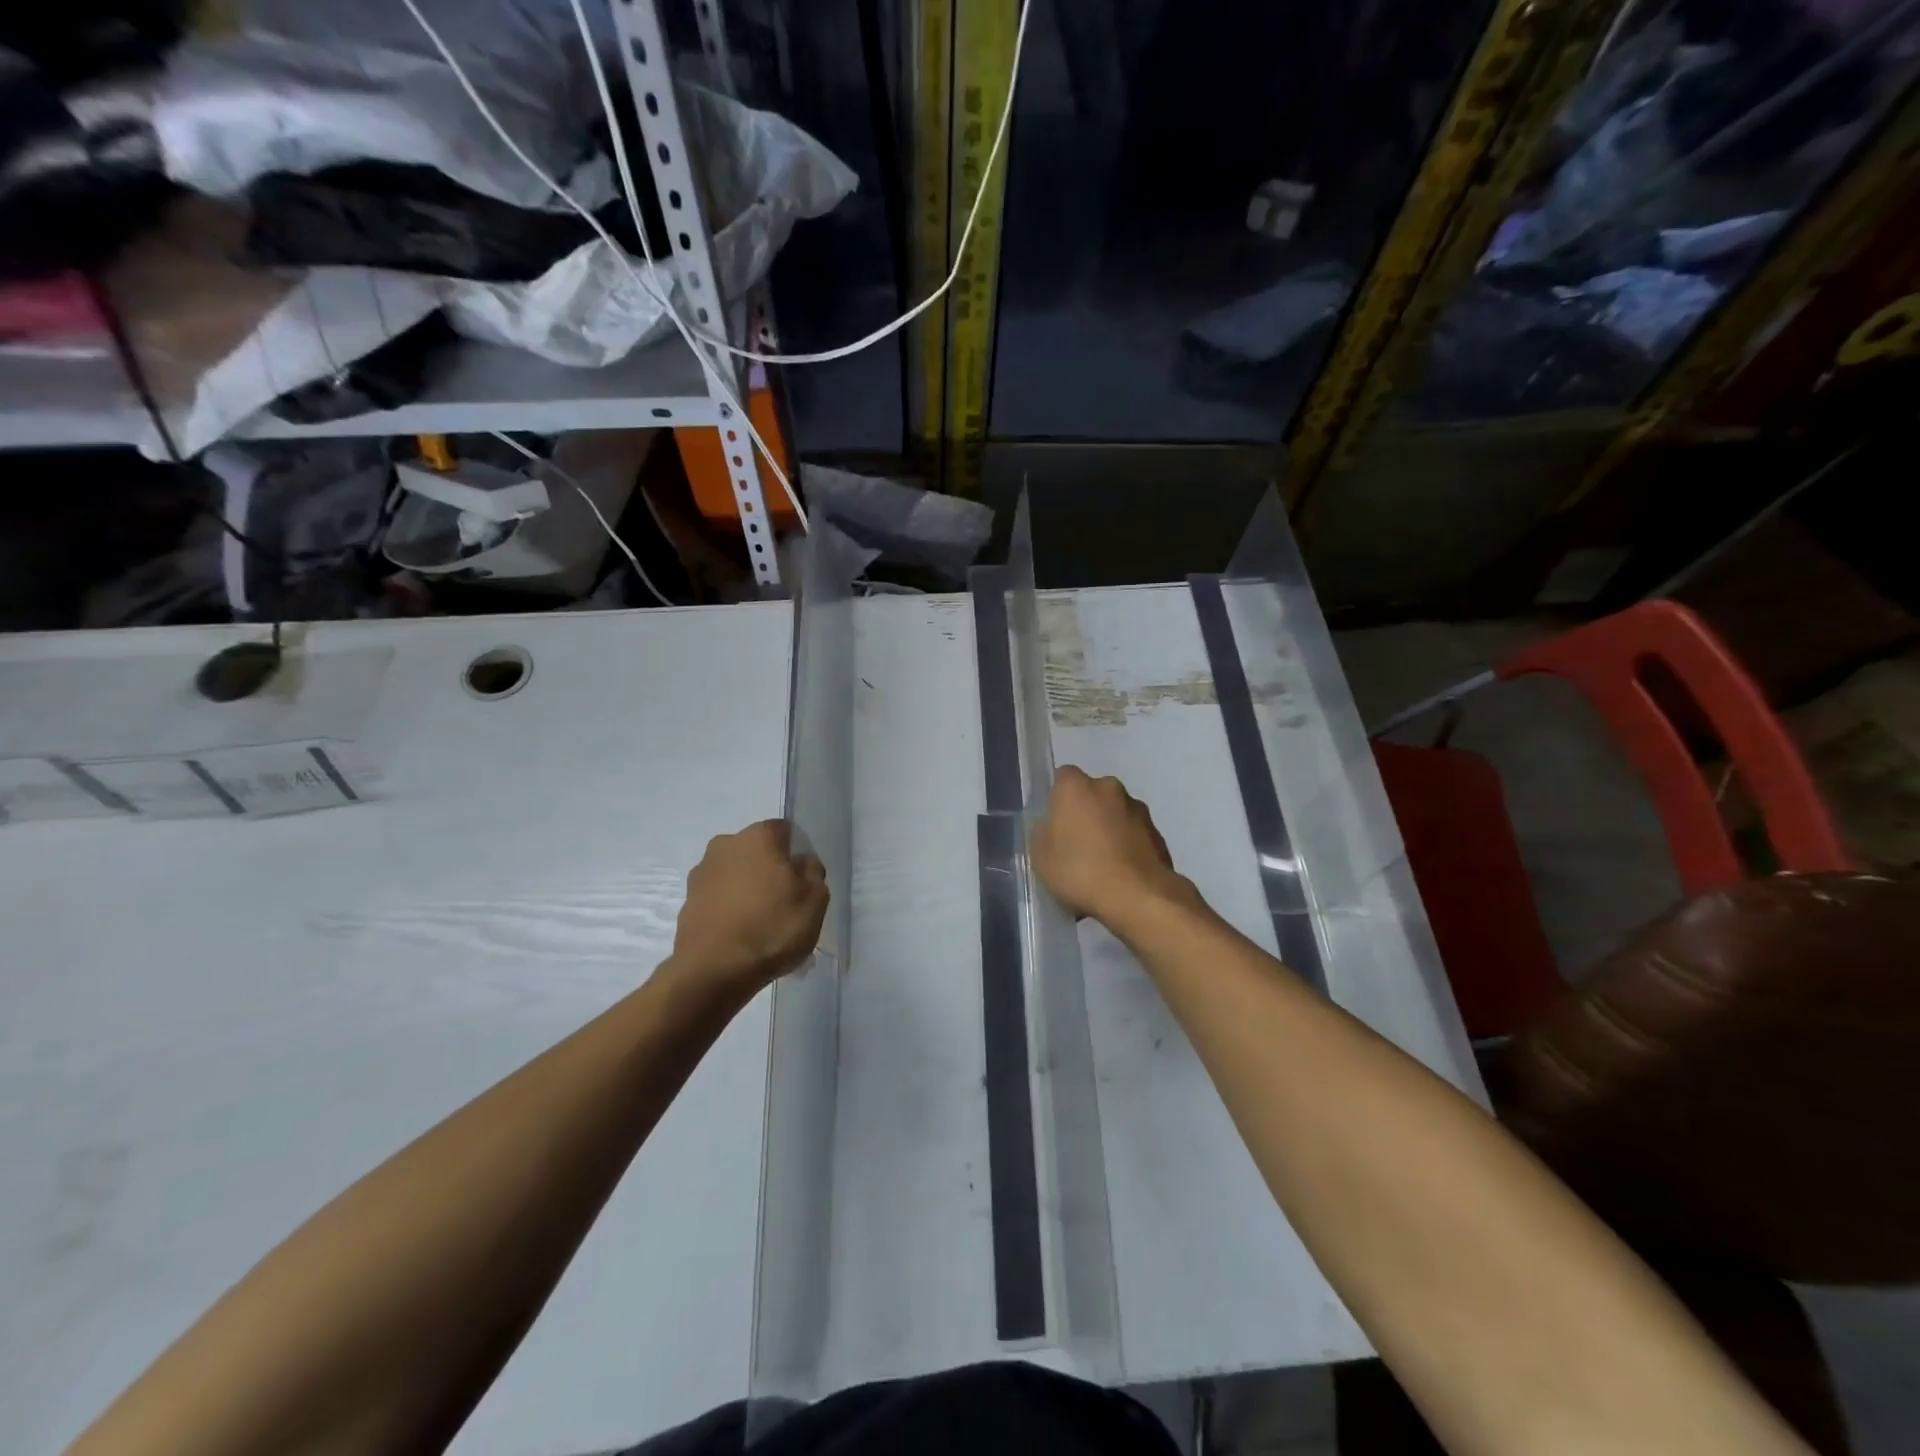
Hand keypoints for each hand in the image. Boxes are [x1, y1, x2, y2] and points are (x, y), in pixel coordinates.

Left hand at [669, 820, 828, 999]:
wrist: (713, 972)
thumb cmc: (771, 927)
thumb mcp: (815, 900)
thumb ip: (813, 873)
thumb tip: (801, 864)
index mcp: (757, 837)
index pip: (784, 831)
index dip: (797, 853)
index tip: (804, 881)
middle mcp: (724, 846)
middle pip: (757, 853)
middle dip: (770, 872)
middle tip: (785, 905)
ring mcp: (700, 875)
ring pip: (736, 878)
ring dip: (749, 893)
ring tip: (763, 929)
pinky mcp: (686, 904)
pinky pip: (719, 902)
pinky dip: (731, 913)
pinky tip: (743, 940)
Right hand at [1032, 766, 1193, 926]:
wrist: (1137, 897)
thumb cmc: (1079, 870)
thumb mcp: (1040, 856)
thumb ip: (1044, 833)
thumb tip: (1053, 827)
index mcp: (1077, 787)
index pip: (1063, 777)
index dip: (1058, 798)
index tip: (1054, 822)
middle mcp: (1110, 788)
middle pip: (1093, 794)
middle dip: (1086, 813)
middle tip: (1076, 845)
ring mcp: (1139, 810)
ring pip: (1116, 814)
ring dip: (1109, 830)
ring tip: (1101, 866)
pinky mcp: (1158, 834)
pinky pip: (1135, 836)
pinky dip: (1127, 848)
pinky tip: (1121, 876)